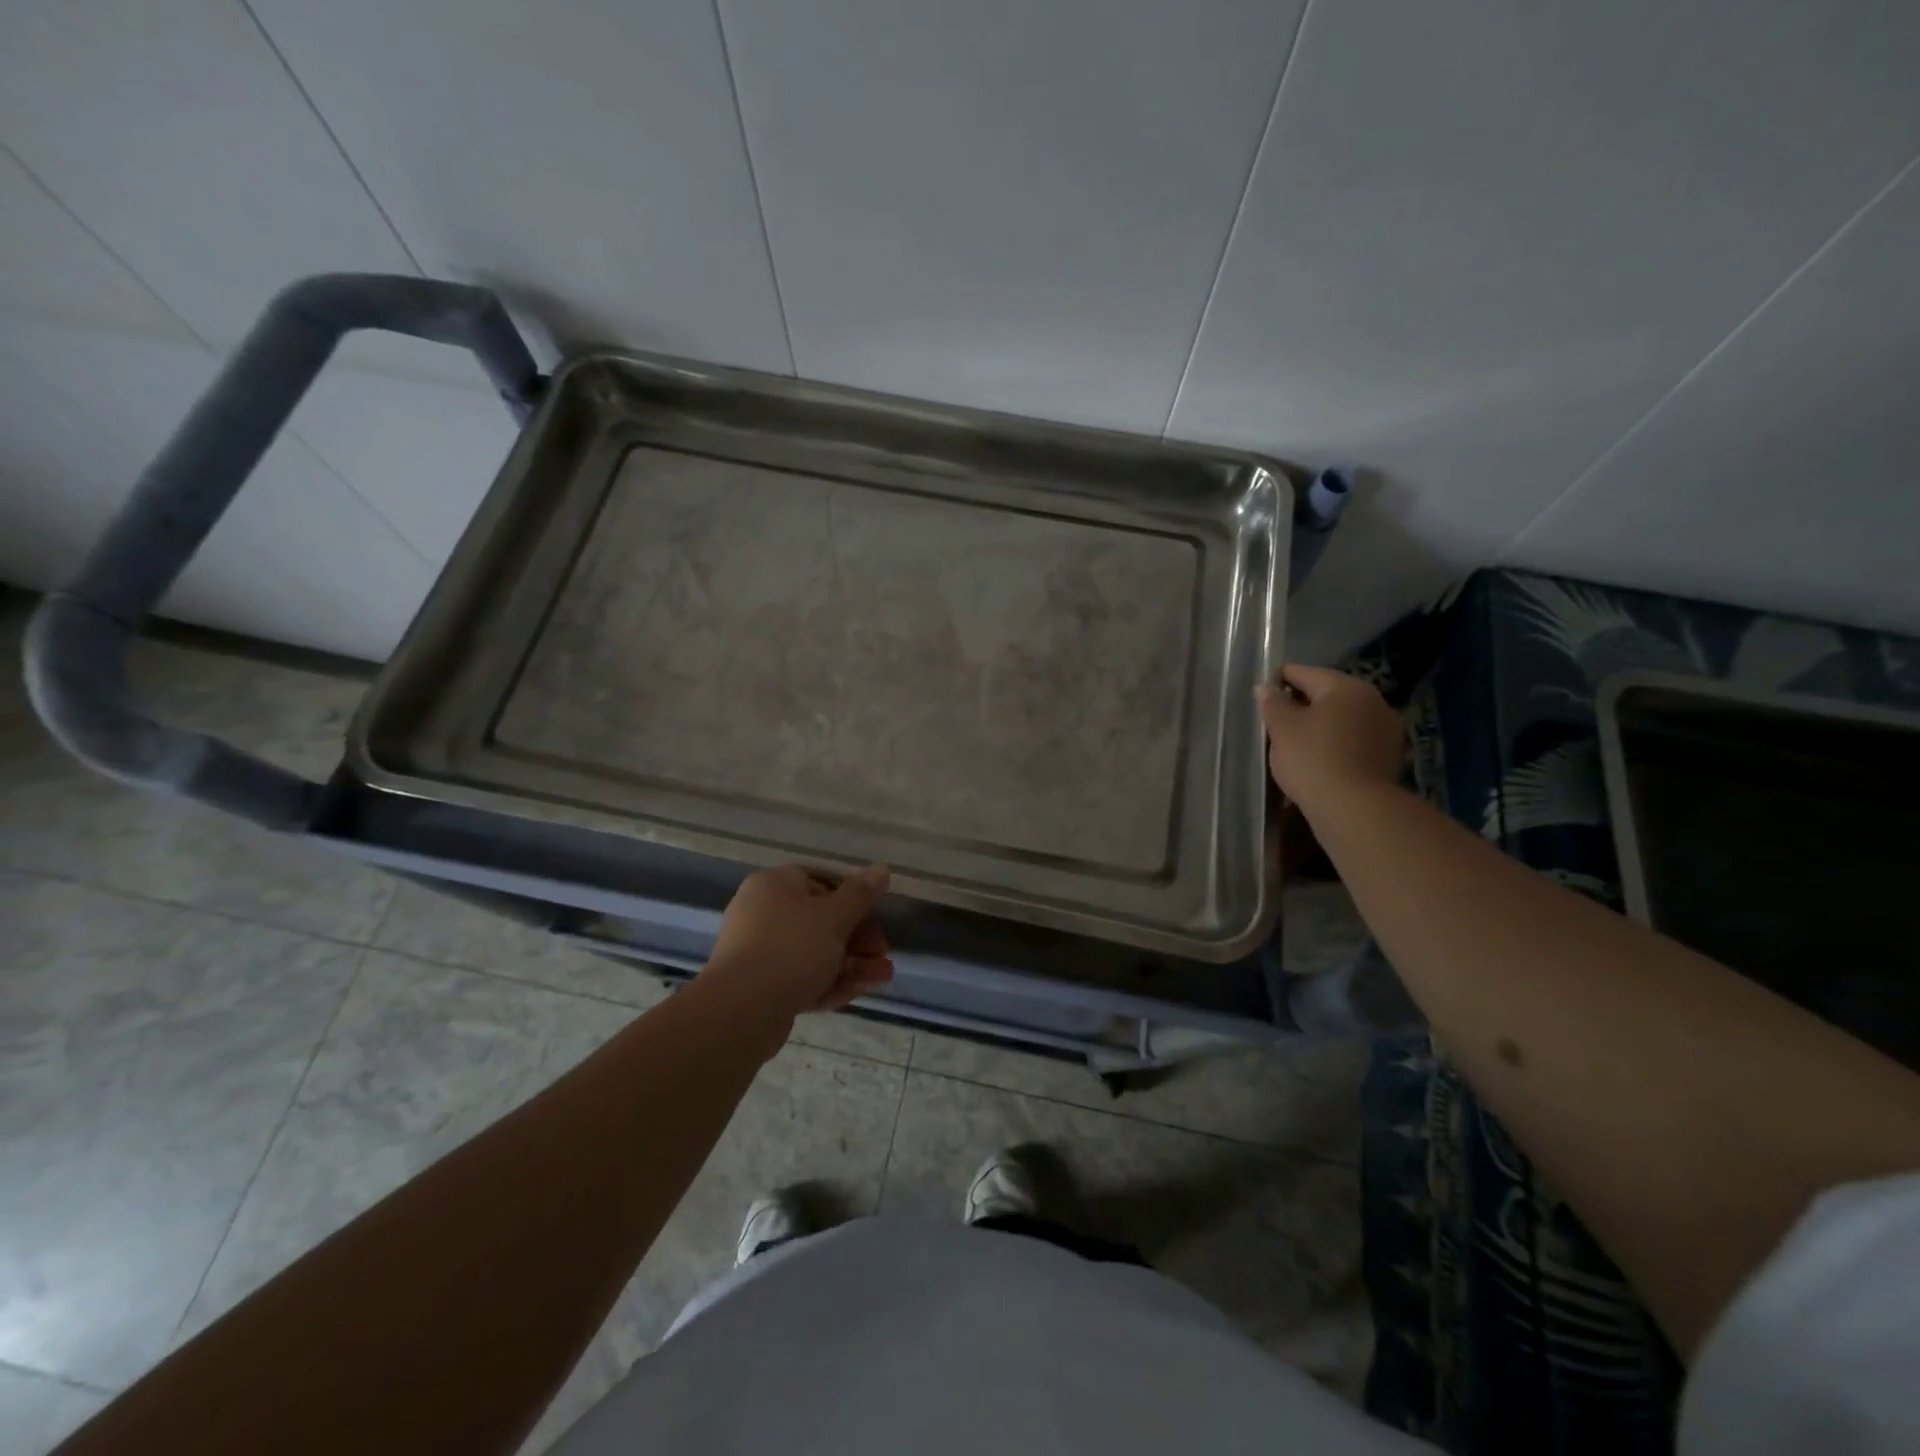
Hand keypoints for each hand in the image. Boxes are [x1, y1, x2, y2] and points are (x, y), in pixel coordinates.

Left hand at [702, 864, 893, 1025]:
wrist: (742, 1010)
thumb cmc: (792, 947)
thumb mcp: (835, 916)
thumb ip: (861, 894)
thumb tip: (882, 868)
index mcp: (774, 886)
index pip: (819, 882)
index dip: (851, 898)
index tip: (875, 916)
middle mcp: (762, 914)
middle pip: (820, 920)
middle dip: (858, 938)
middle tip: (883, 952)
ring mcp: (760, 953)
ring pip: (814, 953)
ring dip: (852, 963)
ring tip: (883, 976)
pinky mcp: (761, 987)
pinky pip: (801, 977)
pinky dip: (830, 982)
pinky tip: (858, 991)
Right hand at [1256, 665, 1404, 816]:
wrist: (1354, 809)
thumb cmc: (1312, 759)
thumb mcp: (1282, 728)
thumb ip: (1272, 703)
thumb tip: (1266, 687)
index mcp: (1346, 686)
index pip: (1303, 672)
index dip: (1277, 681)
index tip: (1261, 699)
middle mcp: (1373, 700)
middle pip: (1326, 695)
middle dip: (1301, 706)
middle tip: (1275, 726)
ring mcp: (1387, 729)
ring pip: (1342, 719)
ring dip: (1320, 727)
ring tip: (1296, 747)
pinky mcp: (1390, 756)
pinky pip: (1354, 742)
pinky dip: (1335, 746)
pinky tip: (1319, 763)